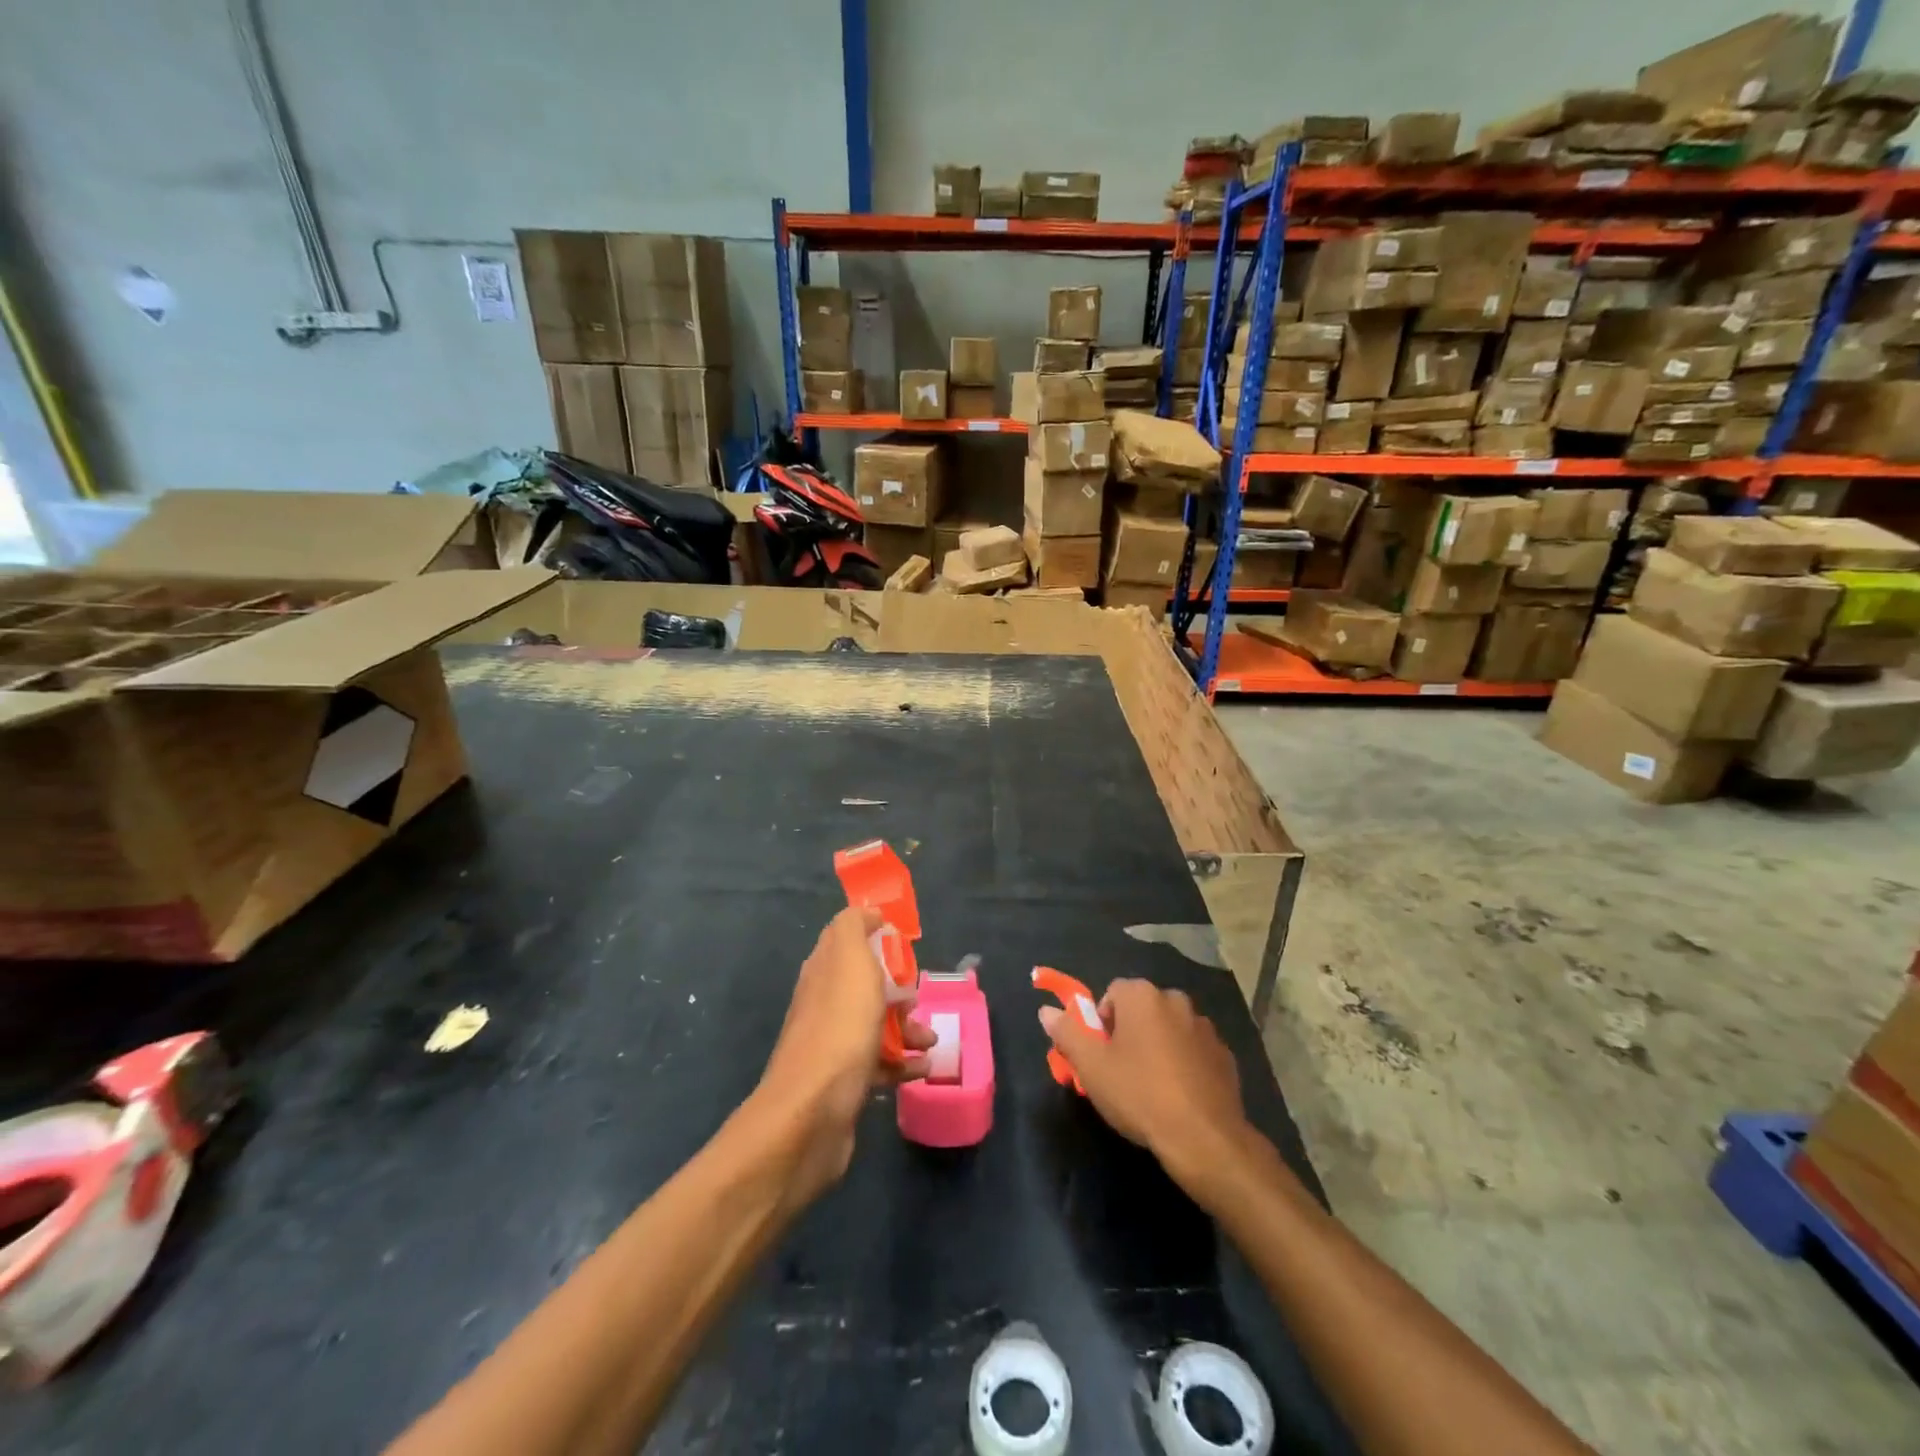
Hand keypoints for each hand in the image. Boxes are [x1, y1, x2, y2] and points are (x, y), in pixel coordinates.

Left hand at [753, 907, 934, 1205]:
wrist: (813, 1112)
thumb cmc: (840, 1027)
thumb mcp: (849, 959)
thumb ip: (854, 927)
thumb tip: (867, 912)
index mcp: (823, 969)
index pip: (849, 939)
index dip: (878, 937)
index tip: (906, 946)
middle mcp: (824, 1002)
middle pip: (868, 983)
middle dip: (899, 989)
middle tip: (917, 999)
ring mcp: (833, 1043)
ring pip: (877, 1023)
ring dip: (908, 1028)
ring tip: (930, 1040)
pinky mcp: (845, 1081)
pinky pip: (881, 1063)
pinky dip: (904, 1063)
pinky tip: (921, 1069)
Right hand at [1038, 978, 1249, 1183]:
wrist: (1204, 1138)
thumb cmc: (1139, 1094)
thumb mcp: (1091, 1066)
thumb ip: (1067, 1032)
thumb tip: (1046, 1011)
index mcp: (1143, 996)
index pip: (1112, 993)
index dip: (1100, 1022)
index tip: (1099, 1055)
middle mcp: (1176, 1000)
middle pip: (1141, 1010)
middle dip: (1129, 1033)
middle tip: (1120, 1071)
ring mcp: (1205, 1028)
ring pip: (1169, 1030)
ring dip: (1158, 1047)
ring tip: (1151, 1088)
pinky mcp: (1225, 1056)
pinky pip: (1194, 1052)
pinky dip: (1184, 1065)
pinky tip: (1178, 1096)